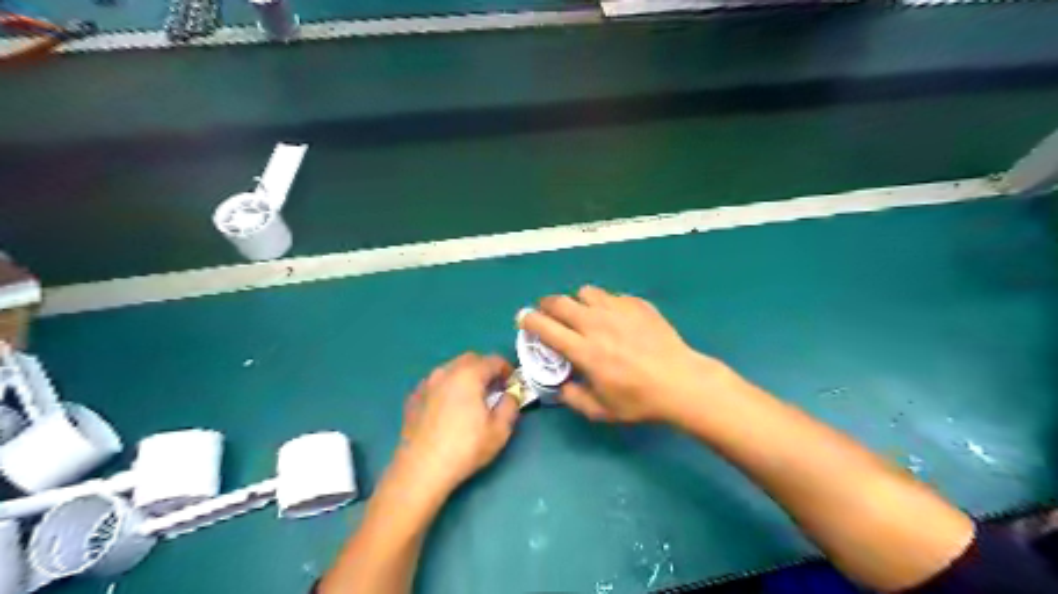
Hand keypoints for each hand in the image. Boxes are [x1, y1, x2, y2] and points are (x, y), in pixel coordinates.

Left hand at [394, 355, 518, 494]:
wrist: (421, 469)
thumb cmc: (465, 448)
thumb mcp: (499, 430)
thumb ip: (510, 405)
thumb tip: (511, 394)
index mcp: (469, 374)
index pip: (494, 360)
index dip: (507, 370)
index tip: (511, 386)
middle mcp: (446, 371)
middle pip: (471, 359)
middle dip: (486, 369)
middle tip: (494, 390)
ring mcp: (427, 383)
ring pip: (452, 369)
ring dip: (466, 377)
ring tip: (471, 399)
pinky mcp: (414, 397)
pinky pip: (437, 383)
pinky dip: (448, 387)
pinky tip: (449, 409)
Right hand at [519, 285, 732, 425]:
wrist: (681, 382)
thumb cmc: (640, 400)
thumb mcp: (601, 411)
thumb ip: (573, 398)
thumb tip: (561, 386)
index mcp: (584, 350)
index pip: (546, 327)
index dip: (529, 320)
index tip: (523, 319)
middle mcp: (596, 324)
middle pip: (560, 302)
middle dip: (546, 305)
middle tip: (547, 312)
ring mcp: (618, 310)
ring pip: (585, 292)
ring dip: (577, 301)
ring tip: (582, 313)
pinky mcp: (637, 304)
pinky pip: (611, 296)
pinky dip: (604, 304)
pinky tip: (614, 319)